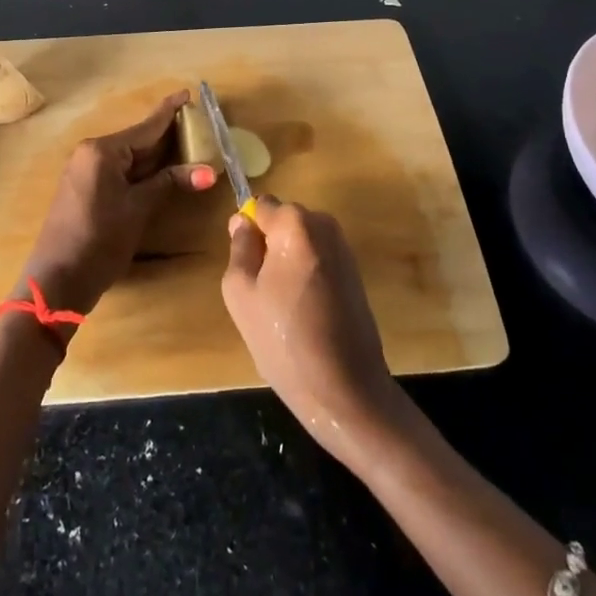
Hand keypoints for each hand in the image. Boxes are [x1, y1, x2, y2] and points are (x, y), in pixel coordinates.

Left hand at [19, 90, 215, 316]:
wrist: (57, 280)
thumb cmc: (99, 240)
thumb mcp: (138, 209)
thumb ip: (169, 182)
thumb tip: (208, 171)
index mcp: (102, 151)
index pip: (145, 127)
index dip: (169, 112)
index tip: (188, 93)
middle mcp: (91, 153)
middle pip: (138, 139)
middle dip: (168, 134)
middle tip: (199, 125)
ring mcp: (86, 171)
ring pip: (130, 156)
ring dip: (158, 155)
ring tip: (189, 144)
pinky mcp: (86, 188)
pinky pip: (120, 169)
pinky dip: (143, 169)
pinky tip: (164, 169)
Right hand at [221, 198, 402, 463]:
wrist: (345, 389)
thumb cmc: (283, 339)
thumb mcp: (240, 292)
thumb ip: (239, 247)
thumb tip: (242, 220)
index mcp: (295, 223)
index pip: (261, 206)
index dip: (248, 233)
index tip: (246, 266)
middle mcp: (325, 225)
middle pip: (284, 221)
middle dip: (270, 245)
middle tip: (262, 291)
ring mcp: (345, 249)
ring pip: (301, 242)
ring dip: (288, 263)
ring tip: (283, 307)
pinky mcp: (356, 273)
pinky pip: (319, 260)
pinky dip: (307, 276)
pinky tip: (305, 313)